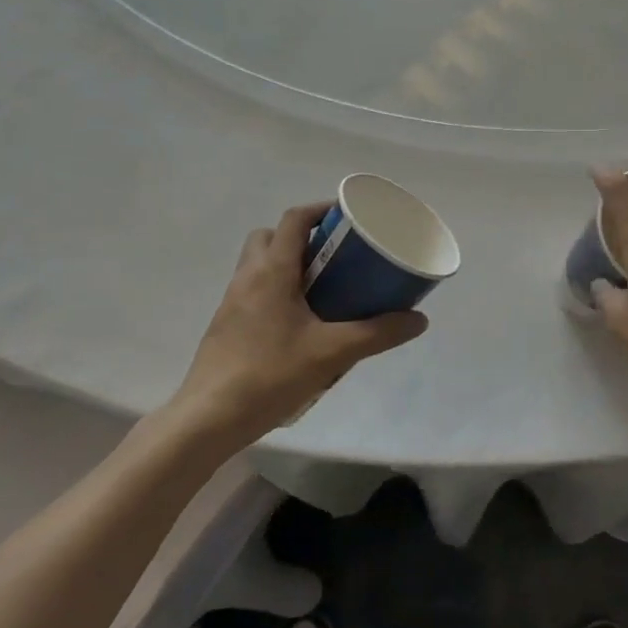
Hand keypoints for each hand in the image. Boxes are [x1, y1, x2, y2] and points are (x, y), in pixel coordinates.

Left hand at [172, 204, 428, 445]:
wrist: (208, 418)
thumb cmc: (270, 374)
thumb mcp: (332, 353)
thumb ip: (378, 334)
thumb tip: (419, 320)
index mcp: (272, 271)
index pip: (294, 219)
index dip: (321, 209)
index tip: (348, 216)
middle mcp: (248, 277)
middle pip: (271, 236)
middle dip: (302, 237)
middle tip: (334, 255)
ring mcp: (232, 302)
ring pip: (259, 264)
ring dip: (288, 264)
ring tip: (322, 288)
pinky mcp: (226, 325)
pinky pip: (254, 291)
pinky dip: (276, 291)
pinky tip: (299, 323)